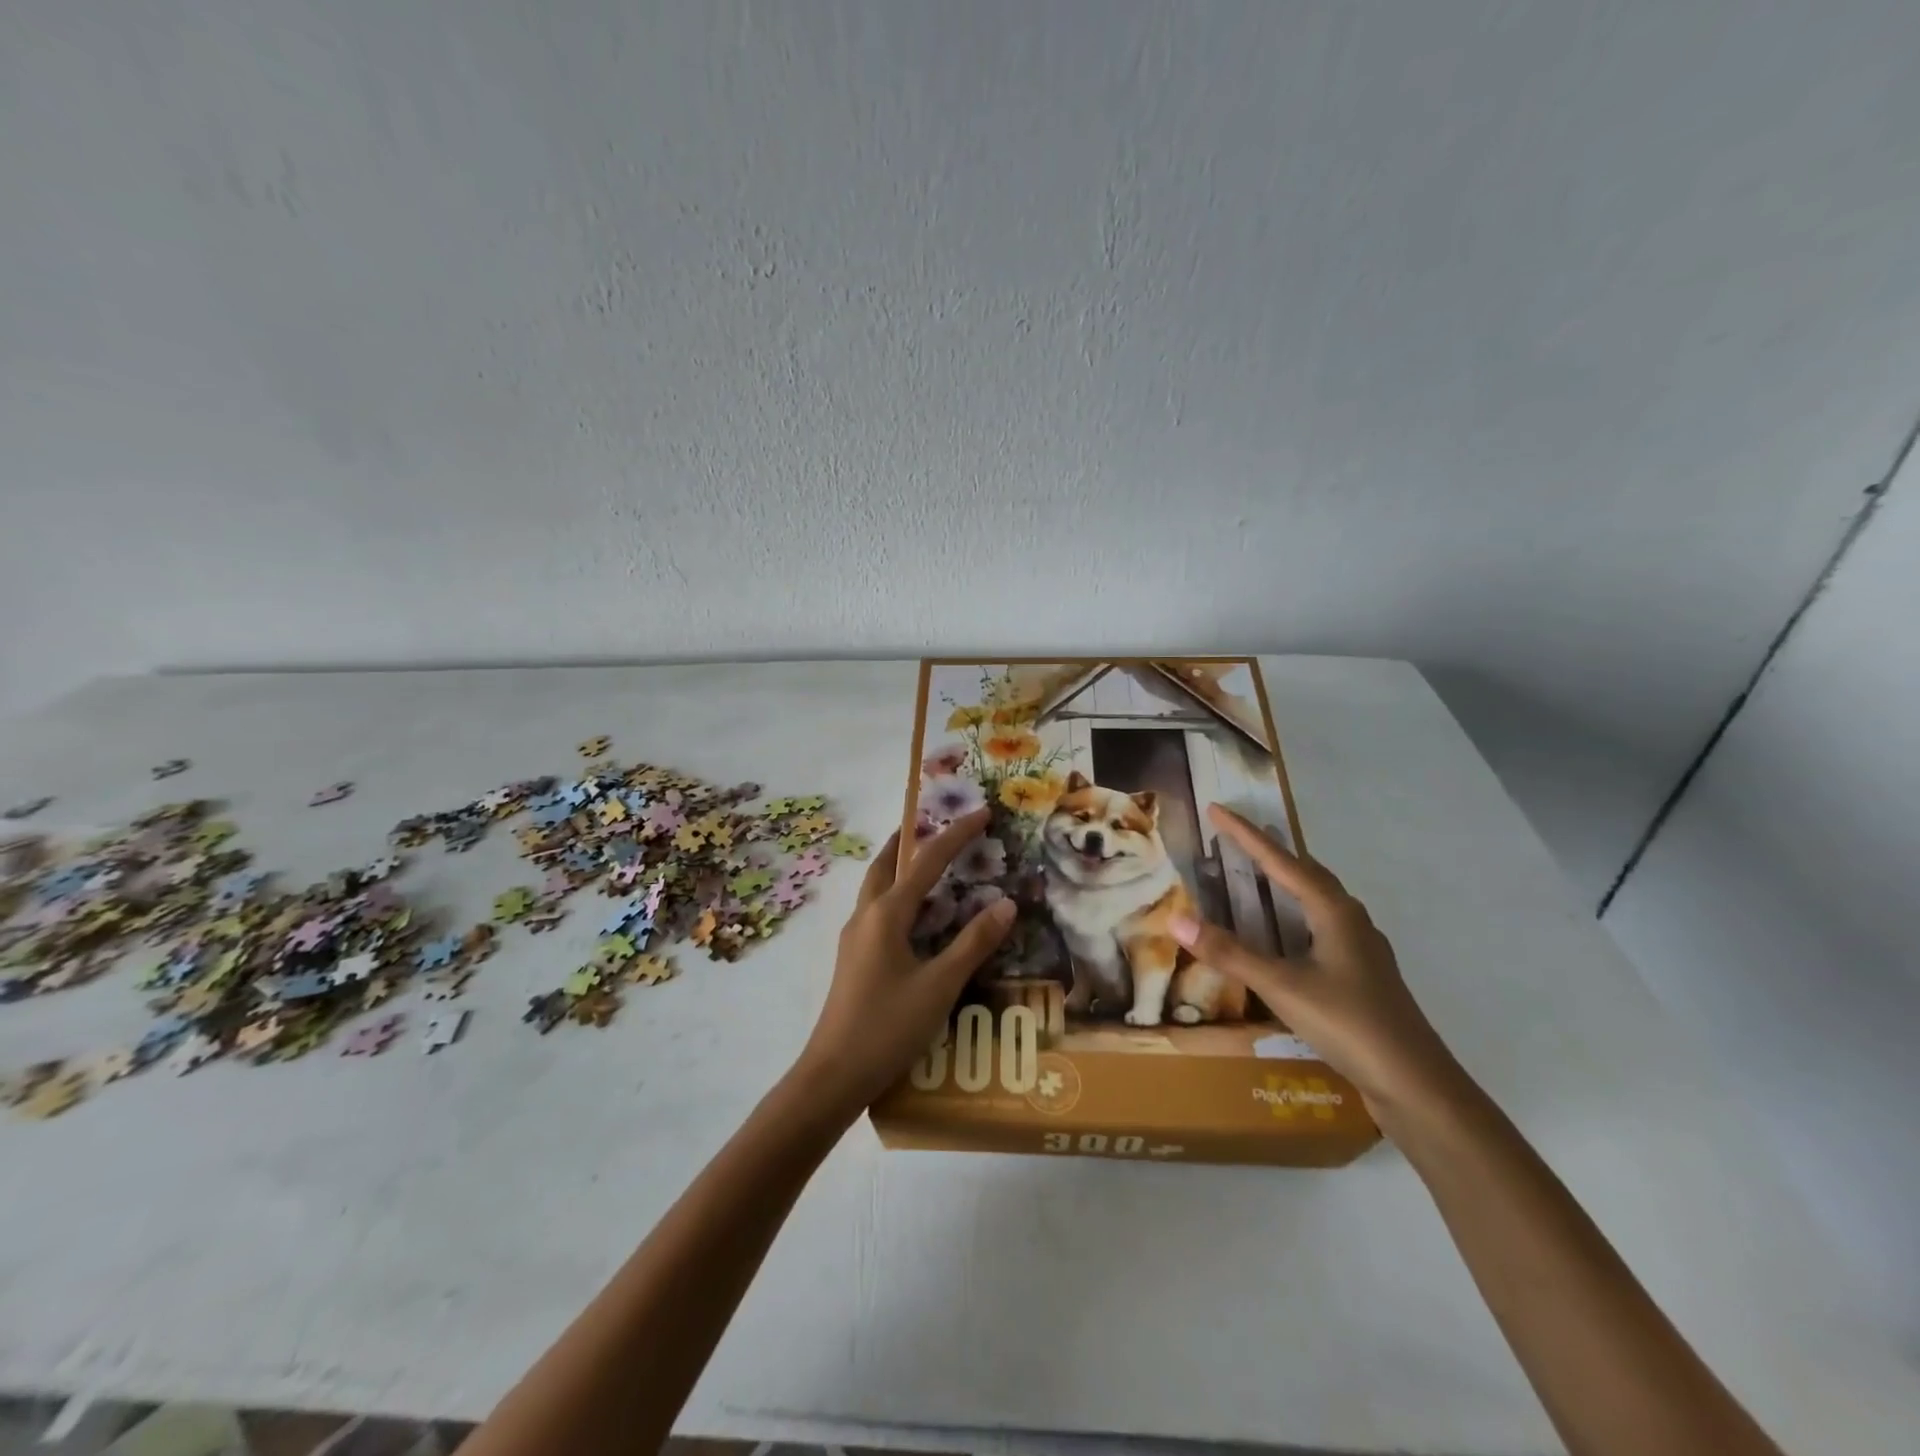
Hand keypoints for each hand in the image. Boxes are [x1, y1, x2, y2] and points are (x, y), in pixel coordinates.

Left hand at [789, 809, 1016, 1120]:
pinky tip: (914, 915)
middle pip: (887, 862)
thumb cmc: (888, 1027)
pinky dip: (897, 894)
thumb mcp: (940, 985)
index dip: (957, 834)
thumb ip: (974, 943)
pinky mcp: (853, 957)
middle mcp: (865, 916)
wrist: (833, 1076)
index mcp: (886, 914)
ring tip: (927, 860)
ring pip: (877, 885)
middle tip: (937, 822)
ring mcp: (854, 937)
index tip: (982, 812)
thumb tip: (1006, 903)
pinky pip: (877, 909)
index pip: (928, 861)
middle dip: (911, 838)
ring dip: (900, 865)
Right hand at [1170, 805, 1466, 1129]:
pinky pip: (1321, 926)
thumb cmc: (1350, 1025)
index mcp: (1333, 911)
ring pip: (1317, 900)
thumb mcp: (1283, 987)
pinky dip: (1295, 915)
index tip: (1216, 808)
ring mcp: (1361, 948)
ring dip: (1286, 882)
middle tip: (1236, 837)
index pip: (1281, 861)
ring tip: (1258, 874)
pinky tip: (1286, 935)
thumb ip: (1230, 953)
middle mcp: (1350, 920)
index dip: (1245, 834)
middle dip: (1269, 852)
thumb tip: (1177, 920)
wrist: (1416, 1084)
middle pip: (1306, 872)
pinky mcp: (1362, 974)